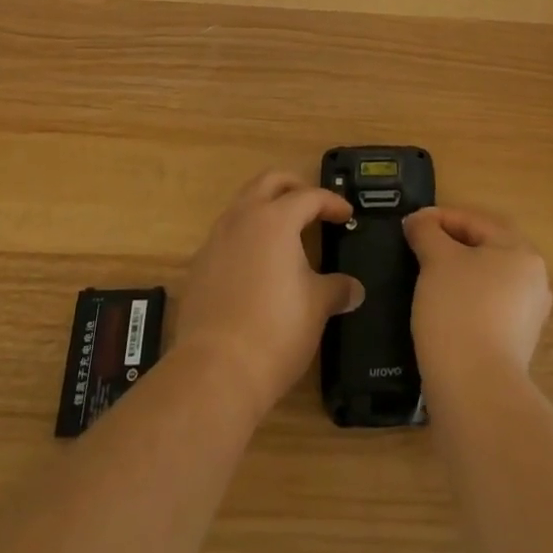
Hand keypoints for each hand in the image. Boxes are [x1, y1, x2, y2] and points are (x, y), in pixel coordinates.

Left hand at [174, 170, 364, 417]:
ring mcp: (216, 240)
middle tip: (312, 206)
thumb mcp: (317, 307)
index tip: (346, 215)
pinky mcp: (199, 266)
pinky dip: (245, 237)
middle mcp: (243, 218)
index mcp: (276, 219)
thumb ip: (337, 289)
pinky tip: (256, 265)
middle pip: (269, 181)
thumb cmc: (276, 330)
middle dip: (294, 186)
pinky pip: (226, 235)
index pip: (310, 196)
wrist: (215, 371)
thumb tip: (354, 289)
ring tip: (284, 233)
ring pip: (243, 204)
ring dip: (265, 208)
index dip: (332, 203)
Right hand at [404, 207, 552, 391]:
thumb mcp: (436, 260)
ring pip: (484, 280)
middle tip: (415, 248)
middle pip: (483, 249)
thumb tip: (418, 222)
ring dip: (454, 275)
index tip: (409, 225)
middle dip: (448, 246)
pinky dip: (462, 302)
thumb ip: (426, 232)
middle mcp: (532, 280)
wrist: (475, 392)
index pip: (475, 221)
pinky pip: (485, 309)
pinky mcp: (515, 346)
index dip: (438, 218)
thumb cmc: (458, 310)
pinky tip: (438, 310)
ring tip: (423, 277)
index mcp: (521, 251)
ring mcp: (527, 316)